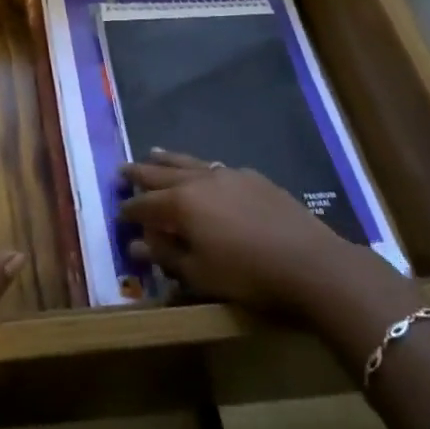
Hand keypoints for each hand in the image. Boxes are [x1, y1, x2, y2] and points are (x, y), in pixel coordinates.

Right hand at [118, 149, 408, 319]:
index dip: (128, 210)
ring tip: (152, 153)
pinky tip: (203, 171)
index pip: (144, 205)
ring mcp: (228, 175)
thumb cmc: (247, 275)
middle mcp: (199, 181)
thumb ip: (166, 255)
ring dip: (167, 160)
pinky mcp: (254, 178)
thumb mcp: (199, 274)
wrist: (312, 264)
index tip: (118, 213)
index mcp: (180, 204)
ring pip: (188, 162)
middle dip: (139, 174)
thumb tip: (137, 245)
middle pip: (161, 173)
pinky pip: (215, 167)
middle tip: (121, 170)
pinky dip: (199, 167)